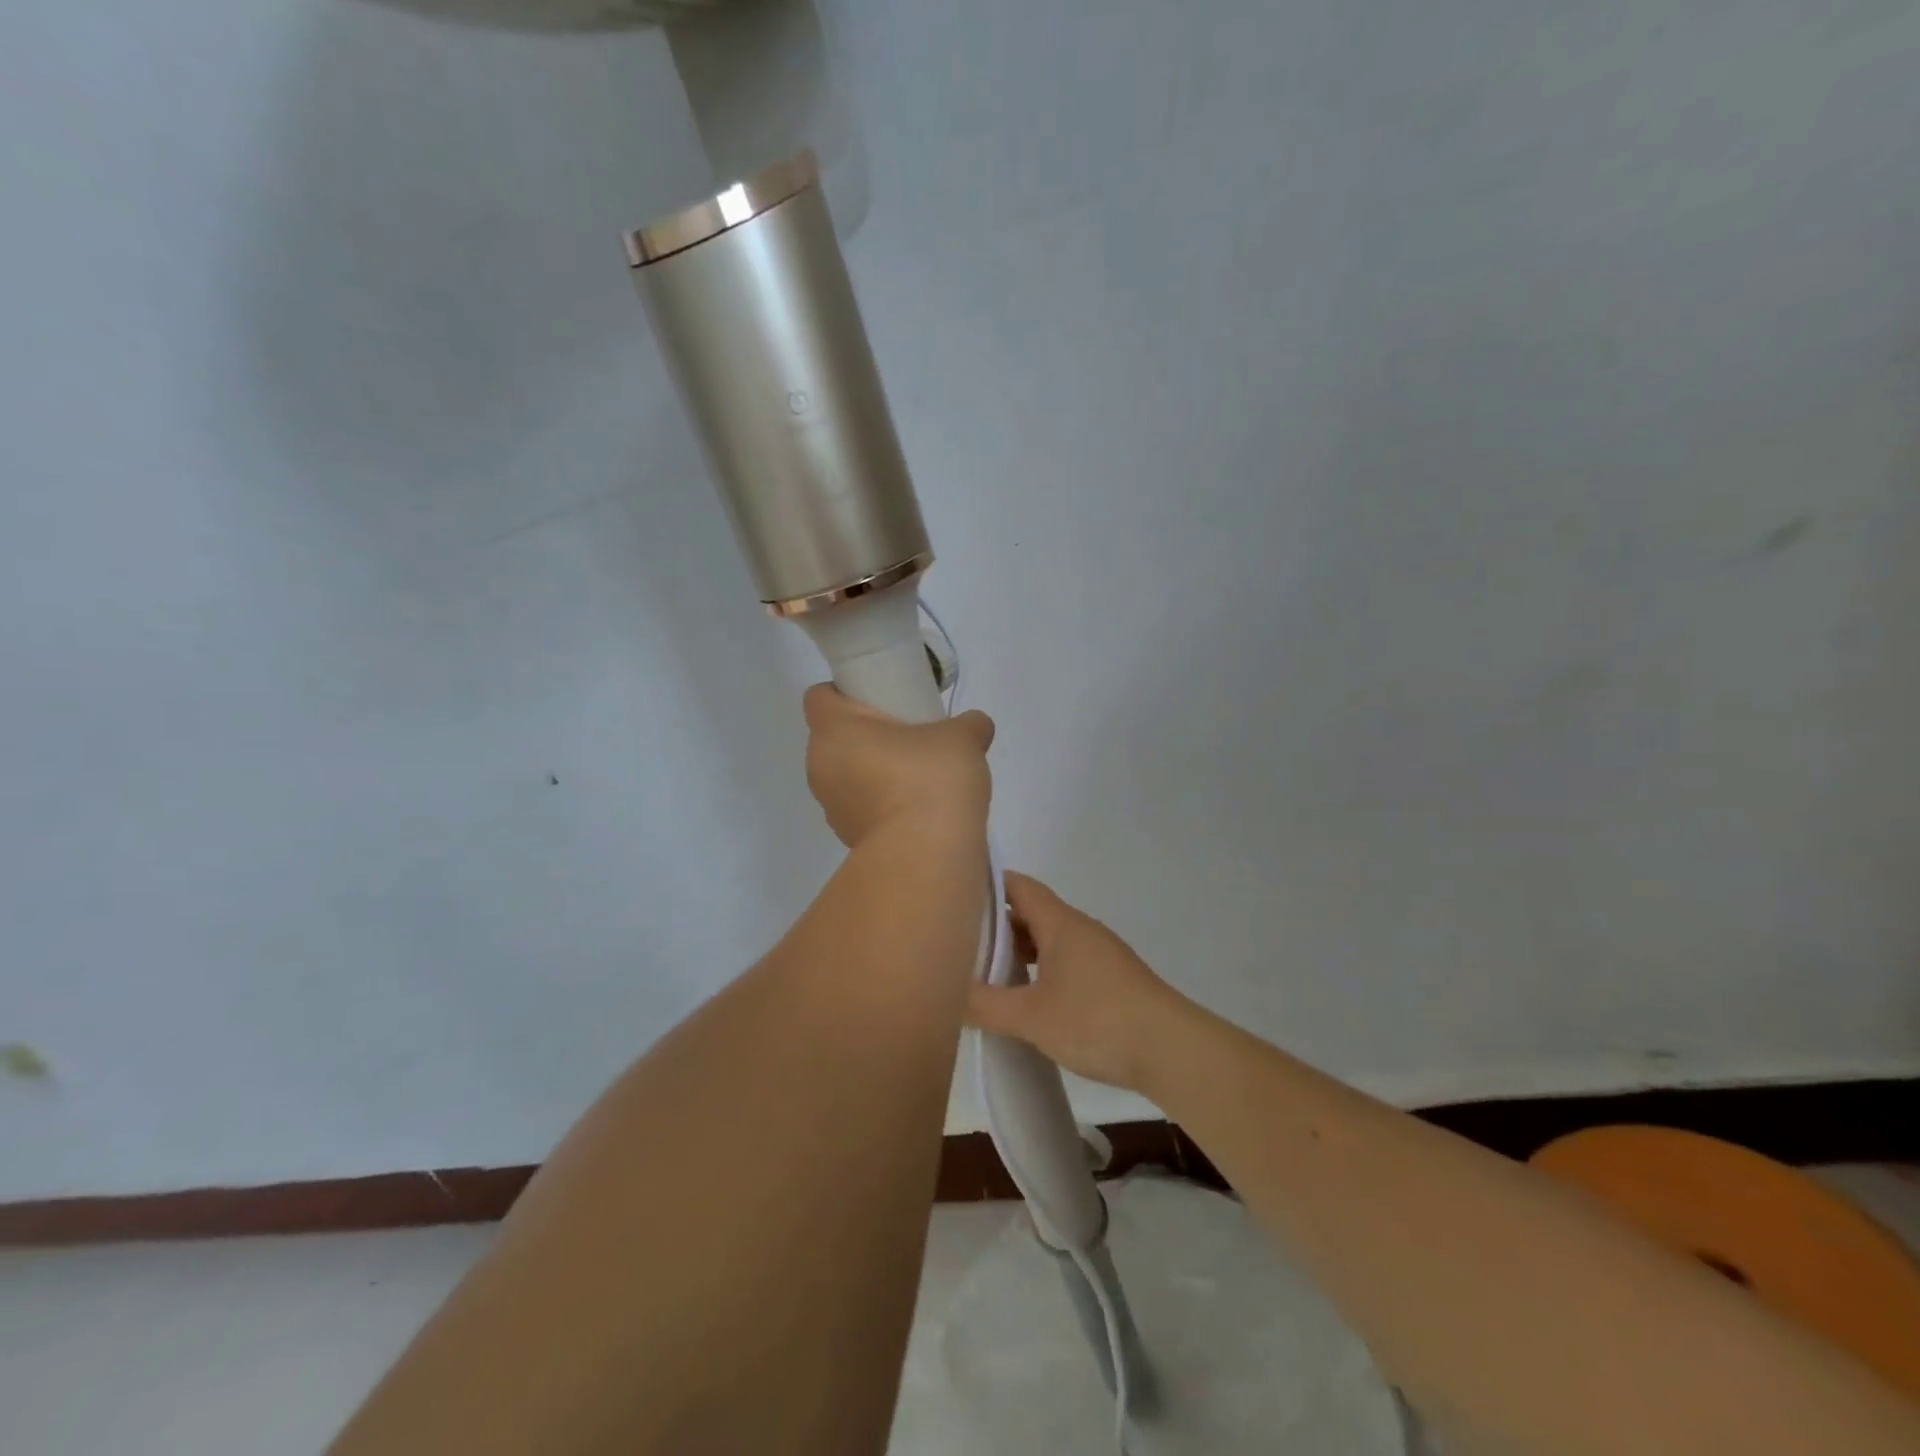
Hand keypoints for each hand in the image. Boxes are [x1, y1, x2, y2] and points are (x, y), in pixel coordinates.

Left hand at [803, 684, 993, 848]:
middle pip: (834, 737)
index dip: (845, 691)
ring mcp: (831, 807)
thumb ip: (968, 724)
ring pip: (846, 775)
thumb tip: (975, 726)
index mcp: (834, 730)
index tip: (879, 696)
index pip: (820, 696)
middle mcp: (821, 765)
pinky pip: (861, 808)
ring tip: (915, 776)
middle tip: (905, 734)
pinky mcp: (848, 838)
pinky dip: (881, 804)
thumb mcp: (962, 738)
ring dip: (871, 771)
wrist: (926, 855)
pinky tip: (915, 808)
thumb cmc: (931, 779)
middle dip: (865, 734)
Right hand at [965, 872, 1189, 1092]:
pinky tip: (1029, 997)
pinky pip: (1066, 961)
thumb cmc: (1097, 1020)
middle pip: (1032, 912)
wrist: (1172, 1050)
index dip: (988, 883)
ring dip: (1021, 950)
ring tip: (987, 970)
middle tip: (960, 938)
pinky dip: (1041, 969)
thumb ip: (986, 1005)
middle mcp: (1080, 929)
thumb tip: (947, 995)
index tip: (956, 891)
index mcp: (1060, 923)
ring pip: (1050, 939)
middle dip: (997, 922)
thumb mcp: (1031, 1016)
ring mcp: (1100, 954)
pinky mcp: (1112, 980)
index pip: (1019, 886)